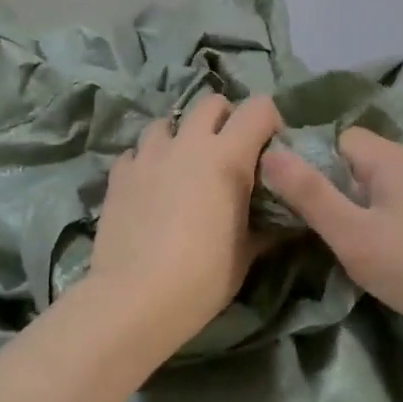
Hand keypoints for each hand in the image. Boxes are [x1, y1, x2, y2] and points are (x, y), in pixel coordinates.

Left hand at [86, 93, 282, 346]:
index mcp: (227, 156)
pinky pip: (136, 152)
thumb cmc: (203, 277)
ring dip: (180, 136)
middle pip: (211, 103)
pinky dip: (147, 161)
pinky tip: (150, 186)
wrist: (136, 299)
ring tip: (183, 166)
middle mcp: (188, 143)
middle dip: (224, 119)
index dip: (269, 121)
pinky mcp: (119, 174)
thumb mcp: (247, 253)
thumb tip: (283, 220)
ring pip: (167, 122)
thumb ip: (266, 225)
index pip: (258, 108)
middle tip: (227, 153)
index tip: (270, 149)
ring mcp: (148, 156)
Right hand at [262, 128, 402, 368]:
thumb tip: (269, 153)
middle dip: (328, 187)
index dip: (310, 160)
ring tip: (333, 241)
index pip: (337, 138)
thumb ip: (309, 193)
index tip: (289, 195)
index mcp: (391, 157)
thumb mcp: (351, 233)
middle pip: (355, 161)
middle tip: (305, 223)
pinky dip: (375, 223)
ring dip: (351, 208)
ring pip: (374, 187)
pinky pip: (393, 207)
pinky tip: (369, 253)